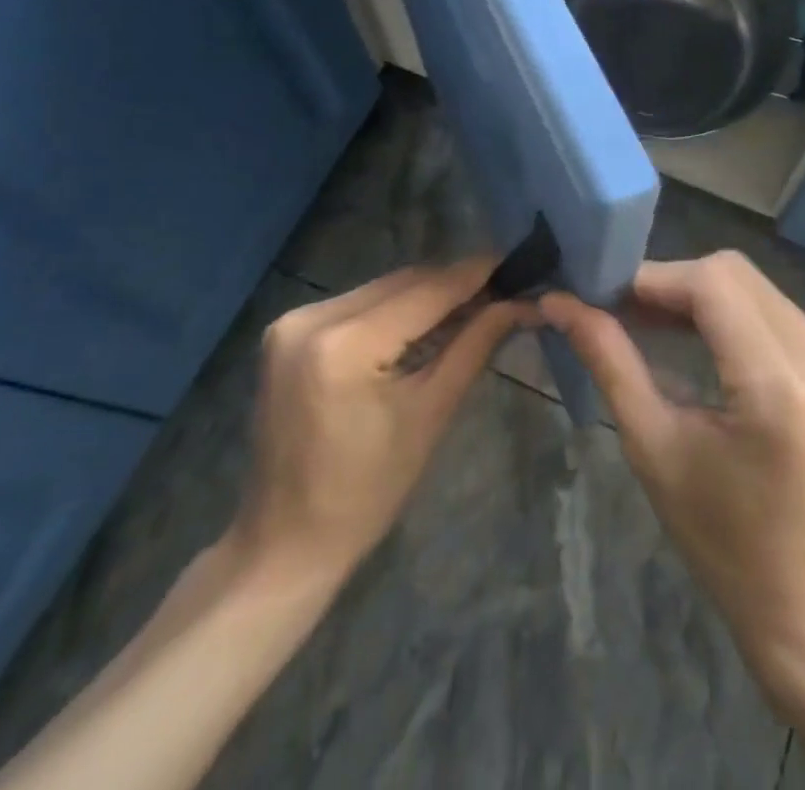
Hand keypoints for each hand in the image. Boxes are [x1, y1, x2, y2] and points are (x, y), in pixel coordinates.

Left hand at [227, 260, 533, 585]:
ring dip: (425, 294)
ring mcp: (292, 322)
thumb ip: (475, 345)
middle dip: (453, 284)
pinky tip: (424, 322)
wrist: (285, 541)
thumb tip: (519, 303)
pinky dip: (394, 309)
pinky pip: (357, 304)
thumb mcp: (431, 413)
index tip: (516, 262)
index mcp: (345, 344)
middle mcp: (312, 318)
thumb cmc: (368, 492)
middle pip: (402, 283)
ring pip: (380, 289)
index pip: (426, 290)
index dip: (475, 274)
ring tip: (472, 304)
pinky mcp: (287, 332)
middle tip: (502, 289)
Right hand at [541, 251, 804, 690]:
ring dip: (695, 293)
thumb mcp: (654, 448)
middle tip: (618, 309)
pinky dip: (724, 310)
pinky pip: (770, 307)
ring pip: (751, 284)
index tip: (600, 294)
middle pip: (732, 273)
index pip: (710, 284)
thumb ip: (610, 361)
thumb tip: (560, 303)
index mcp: (777, 384)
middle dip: (669, 282)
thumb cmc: (722, 541)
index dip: (651, 278)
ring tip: (644, 320)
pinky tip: (689, 334)